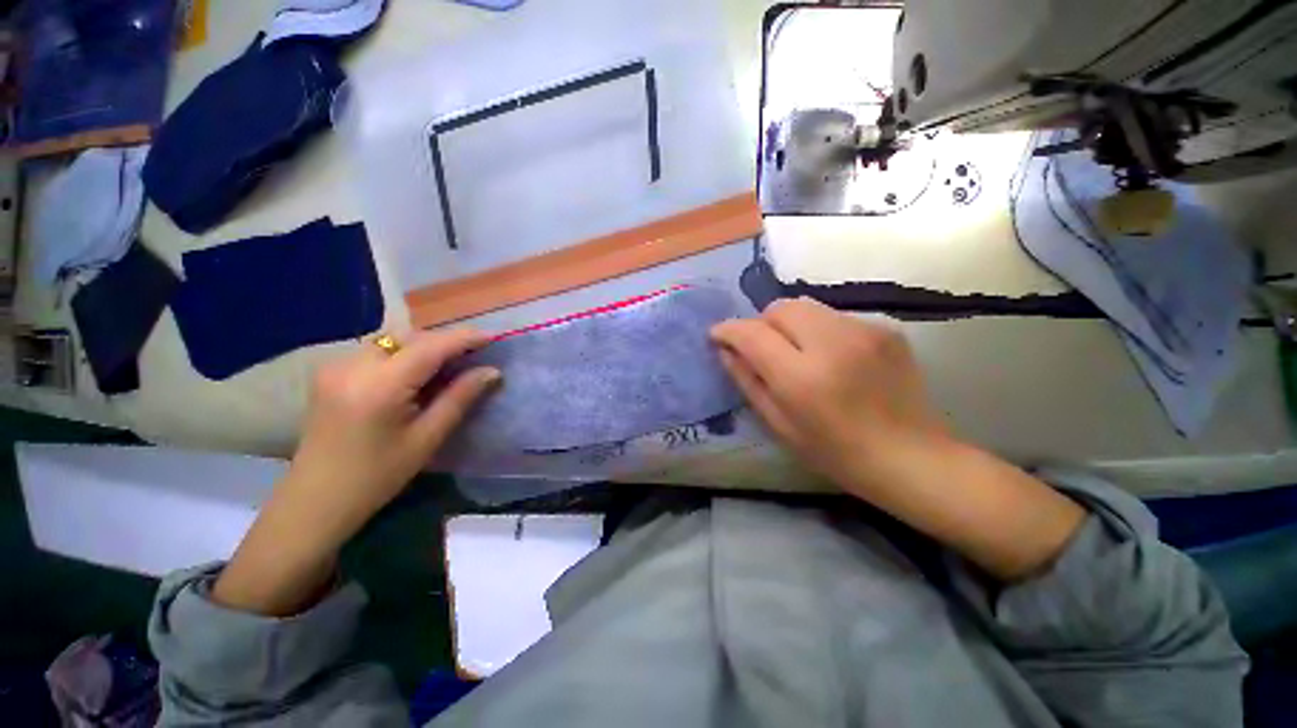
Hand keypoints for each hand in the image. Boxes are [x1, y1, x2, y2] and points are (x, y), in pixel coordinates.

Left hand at [213, 329, 500, 615]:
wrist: (315, 500)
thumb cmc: (377, 476)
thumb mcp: (427, 438)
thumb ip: (460, 398)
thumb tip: (491, 372)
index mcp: (379, 386)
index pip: (430, 347)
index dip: (464, 339)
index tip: (493, 337)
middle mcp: (352, 366)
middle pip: (409, 337)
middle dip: (444, 342)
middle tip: (473, 356)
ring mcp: (336, 366)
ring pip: (392, 340)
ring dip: (424, 346)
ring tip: (448, 365)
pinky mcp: (330, 372)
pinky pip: (376, 350)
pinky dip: (403, 354)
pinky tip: (414, 374)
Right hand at [711, 298, 1084, 580]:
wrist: (912, 458)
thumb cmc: (836, 453)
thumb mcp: (779, 424)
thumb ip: (747, 381)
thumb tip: (725, 350)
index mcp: (802, 377)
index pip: (752, 334)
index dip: (729, 330)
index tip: (717, 335)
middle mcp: (832, 344)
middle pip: (780, 307)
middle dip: (762, 323)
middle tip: (762, 348)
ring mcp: (864, 331)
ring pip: (807, 306)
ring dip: (790, 324)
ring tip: (797, 352)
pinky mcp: (884, 329)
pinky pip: (834, 316)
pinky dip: (819, 330)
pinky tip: (831, 357)